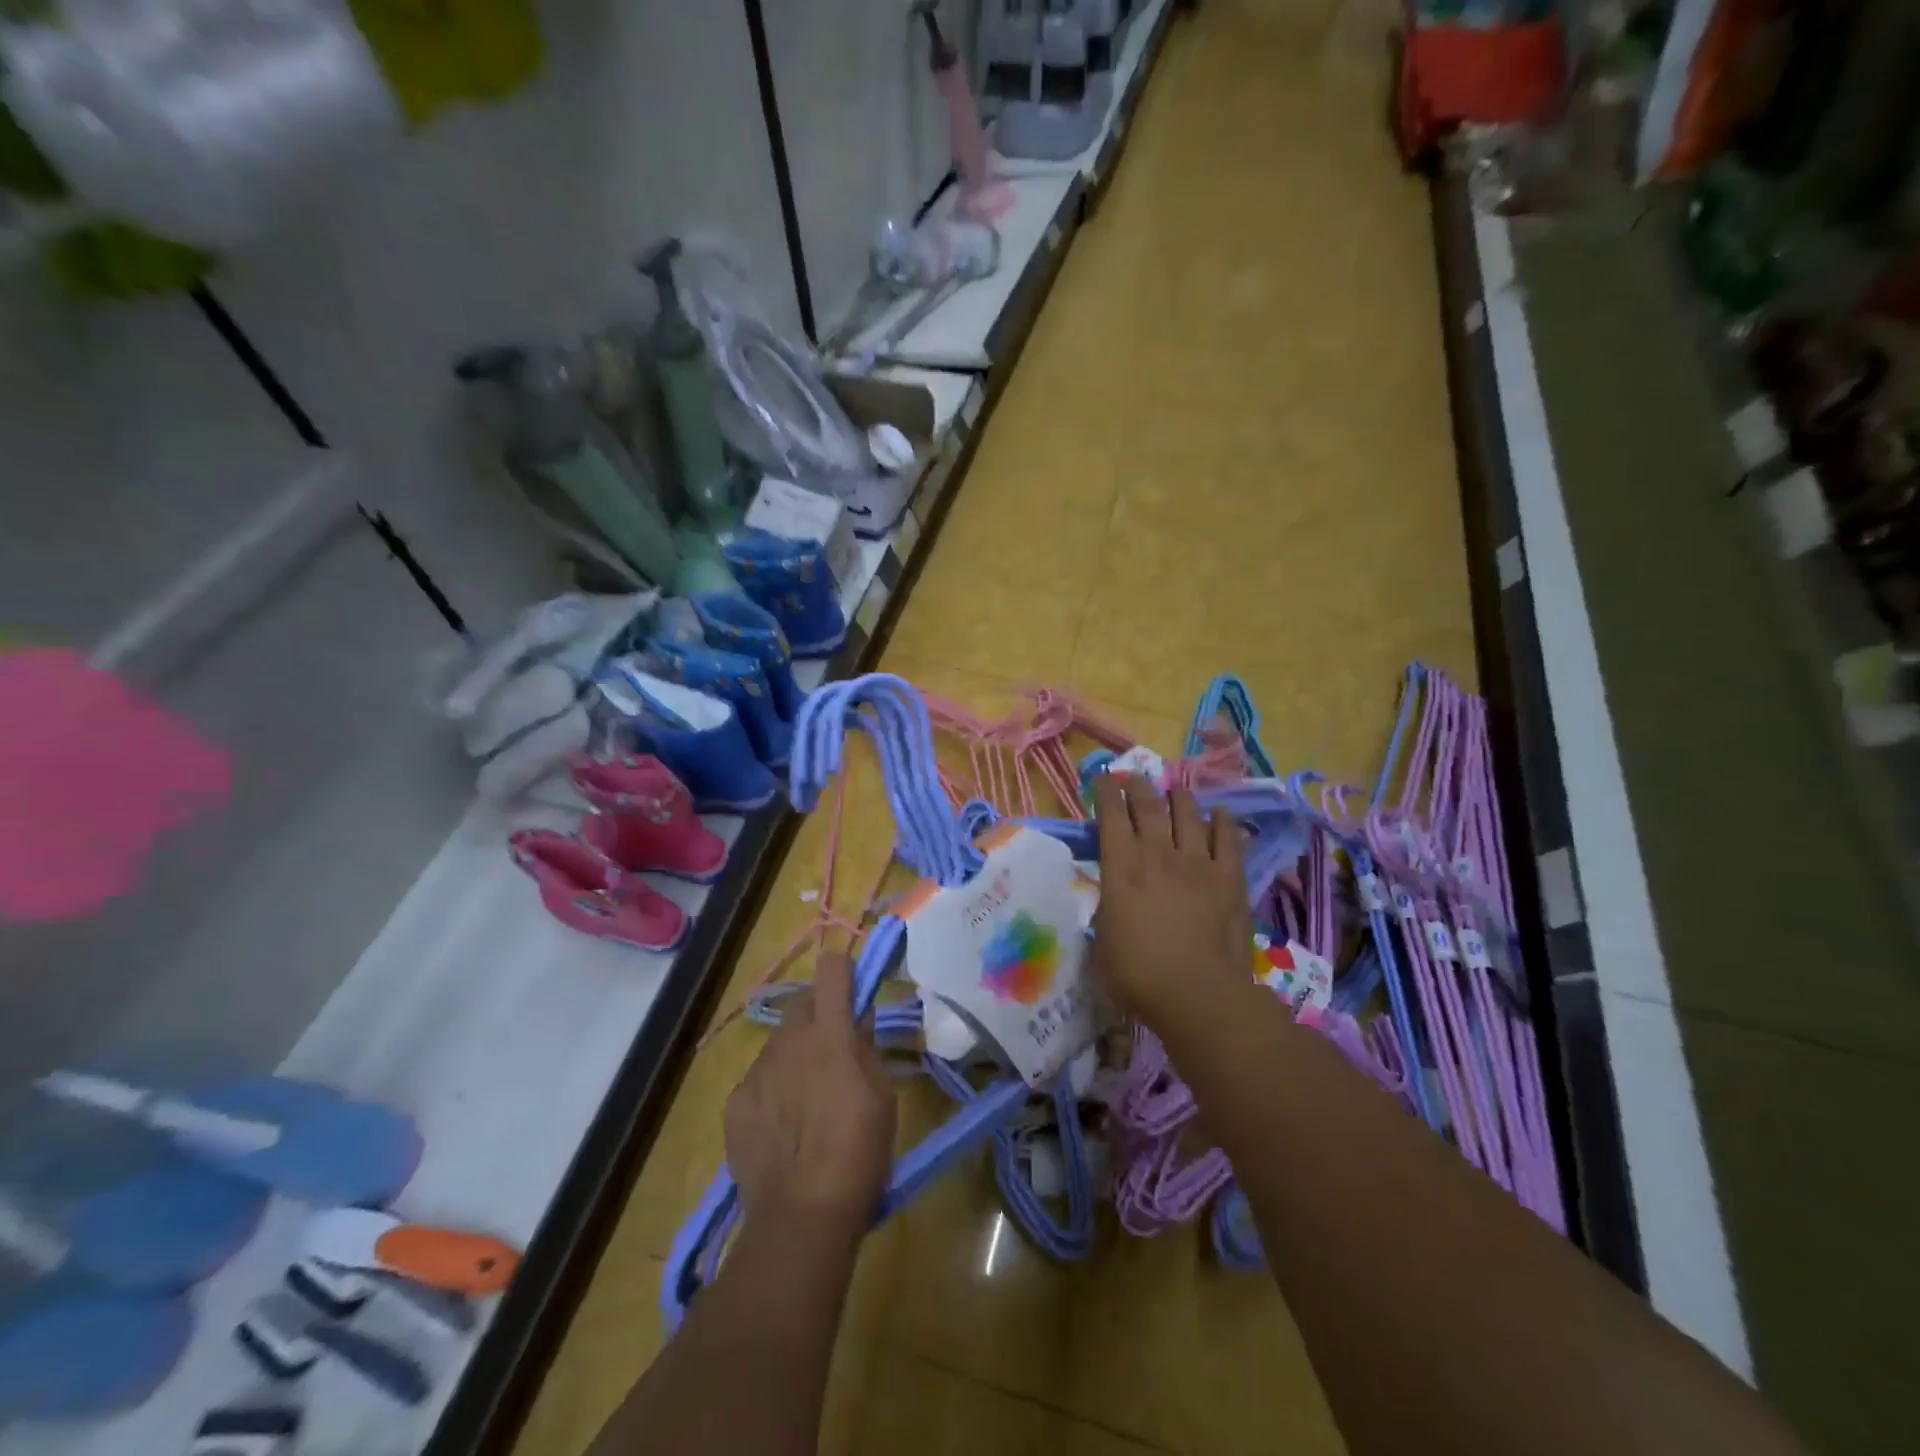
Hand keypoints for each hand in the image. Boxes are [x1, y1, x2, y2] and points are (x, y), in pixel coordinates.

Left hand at [724, 951, 896, 1236]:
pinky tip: (781, 1126)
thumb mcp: (882, 1097)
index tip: (854, 989)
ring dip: (795, 1053)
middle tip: (833, 1048)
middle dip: (819, 1013)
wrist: (801, 1217)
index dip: (844, 971)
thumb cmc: (858, 1154)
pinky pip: (757, 1079)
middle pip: (802, 1002)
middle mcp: (790, 1040)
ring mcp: (757, 1070)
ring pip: (779, 1042)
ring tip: (806, 1097)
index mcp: (831, 1034)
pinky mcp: (735, 1102)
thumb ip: (867, 1049)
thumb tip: (858, 1020)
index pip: (832, 969)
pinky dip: (771, 1089)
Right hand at [1090, 774, 1254, 1028]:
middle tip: (1134, 778)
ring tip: (1174, 791)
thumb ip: (1107, 911)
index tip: (1103, 779)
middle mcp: (1157, 853)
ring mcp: (1197, 862)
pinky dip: (1223, 822)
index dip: (1105, 792)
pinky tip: (1220, 814)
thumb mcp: (1101, 941)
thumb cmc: (1137, 974)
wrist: (1197, 993)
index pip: (1111, 815)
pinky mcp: (1229, 877)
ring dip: (1179, 798)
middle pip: (1148, 806)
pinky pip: (1228, 839)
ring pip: (1188, 814)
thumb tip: (1113, 901)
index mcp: (1121, 866)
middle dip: (1138, 786)